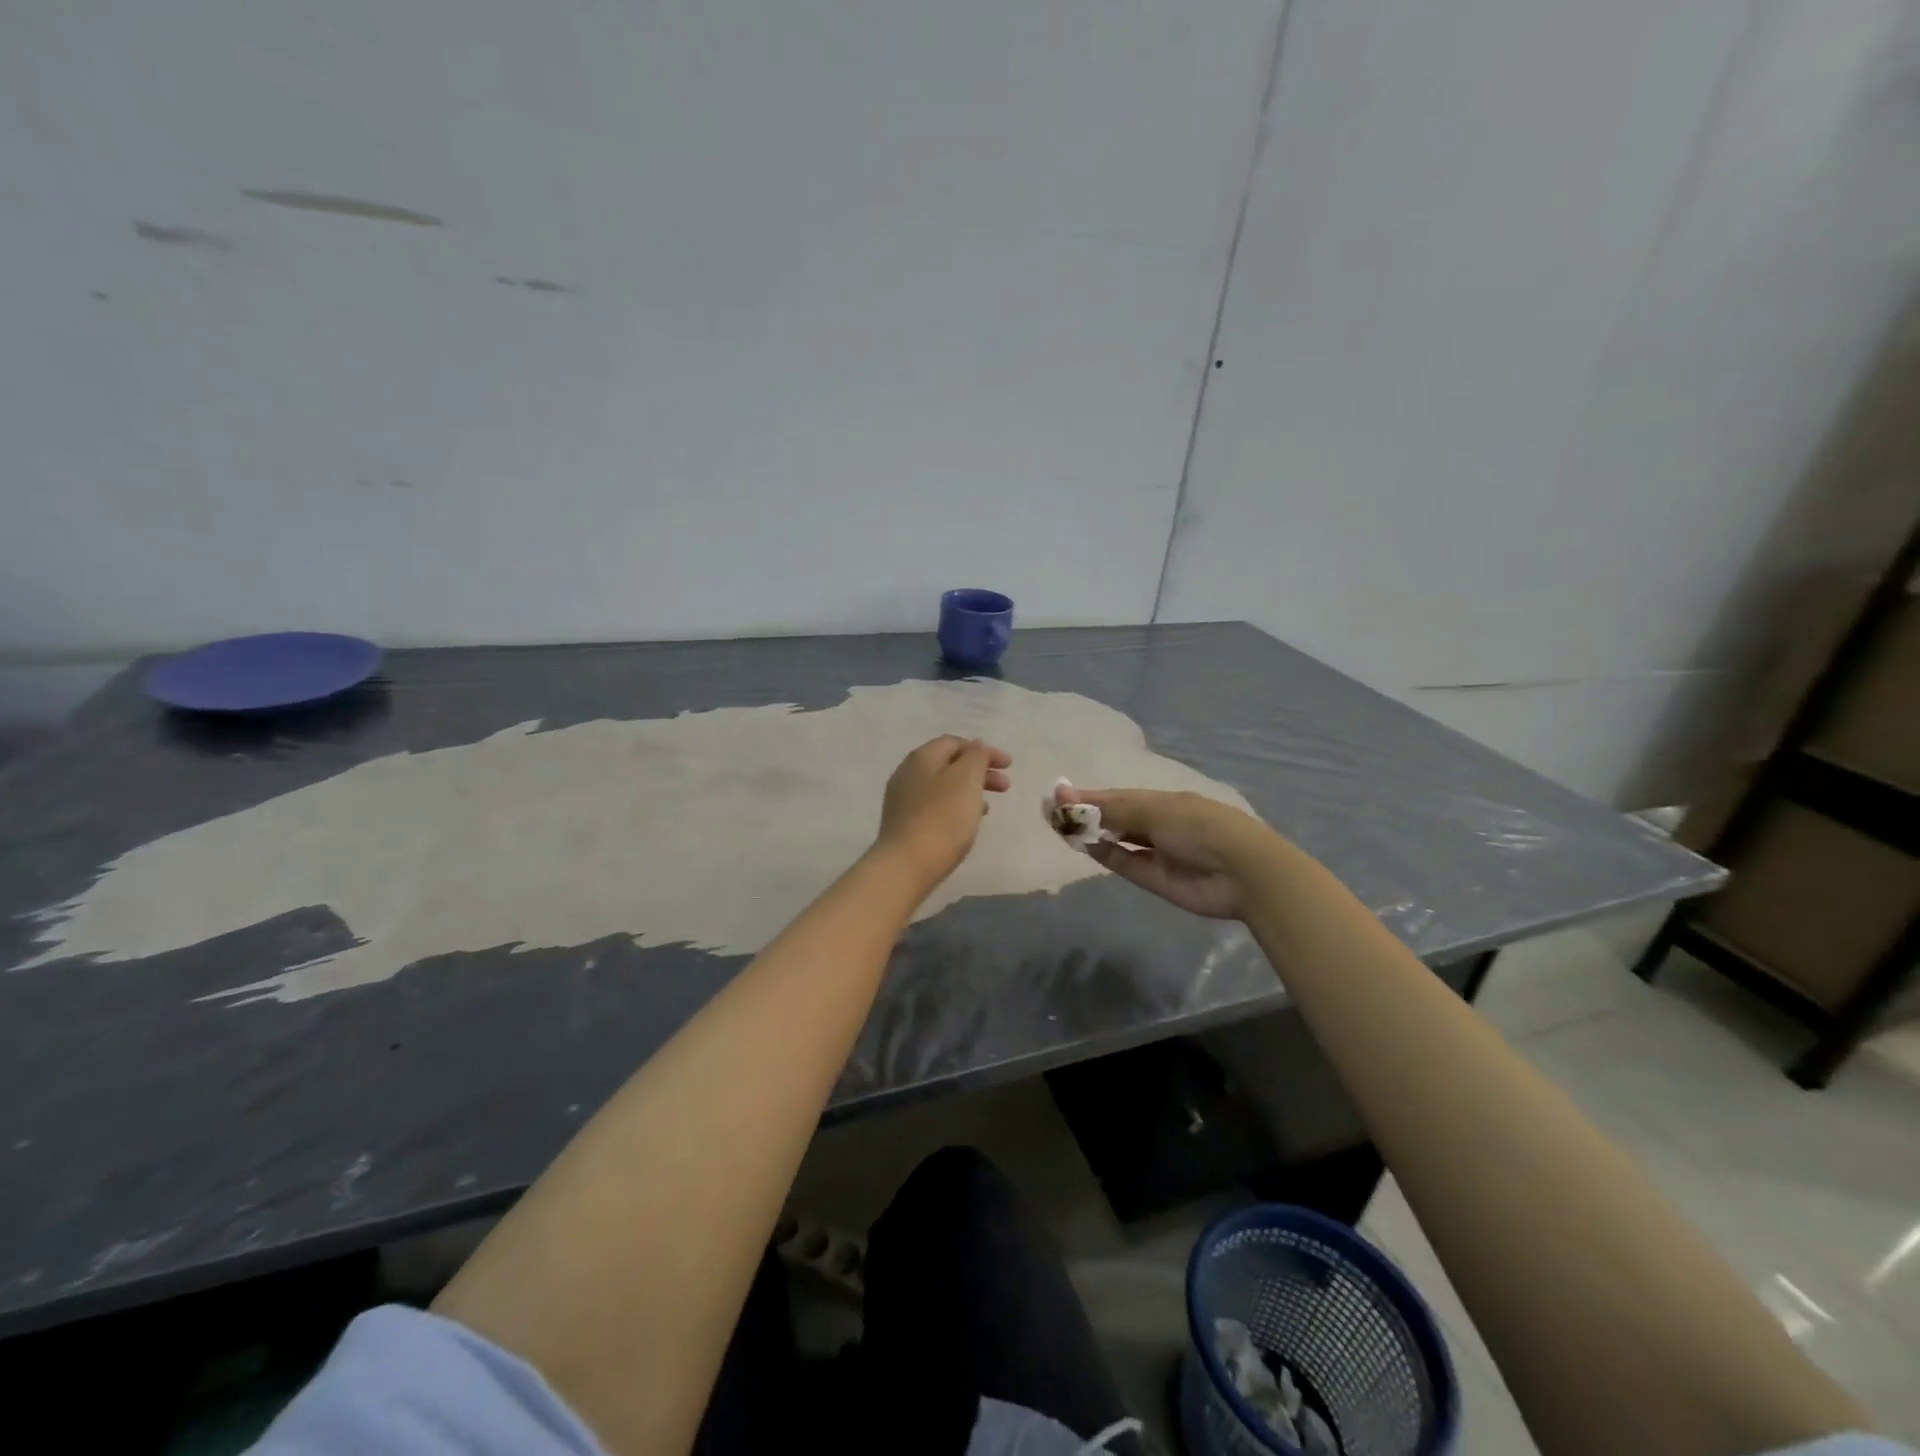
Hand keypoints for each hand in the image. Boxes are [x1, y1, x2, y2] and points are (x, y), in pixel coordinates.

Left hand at [875, 736, 1012, 890]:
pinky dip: (955, 806)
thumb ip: (976, 757)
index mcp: (922, 757)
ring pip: (943, 786)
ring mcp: (902, 799)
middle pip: (949, 764)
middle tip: (1005, 787)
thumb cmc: (942, 819)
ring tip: (988, 807)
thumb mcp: (966, 780)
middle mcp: (907, 773)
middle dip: (980, 771)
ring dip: (969, 790)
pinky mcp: (903, 823)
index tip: (1008, 765)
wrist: (906, 866)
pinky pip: (935, 805)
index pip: (955, 742)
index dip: (984, 750)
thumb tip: (976, 746)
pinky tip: (966, 823)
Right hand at [1067, 787, 1269, 919]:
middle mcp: (1156, 823)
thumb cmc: (1201, 827)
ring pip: (1115, 839)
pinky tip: (1082, 843)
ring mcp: (1154, 851)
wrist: (1243, 873)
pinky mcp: (1153, 878)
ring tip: (1059, 825)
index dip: (1088, 795)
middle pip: (1114, 816)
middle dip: (1085, 812)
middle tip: (1051, 811)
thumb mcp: (1155, 811)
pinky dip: (1103, 853)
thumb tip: (1068, 796)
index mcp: (1162, 800)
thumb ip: (1111, 808)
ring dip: (1090, 832)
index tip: (1057, 794)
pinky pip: (1123, 862)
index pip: (1117, 795)